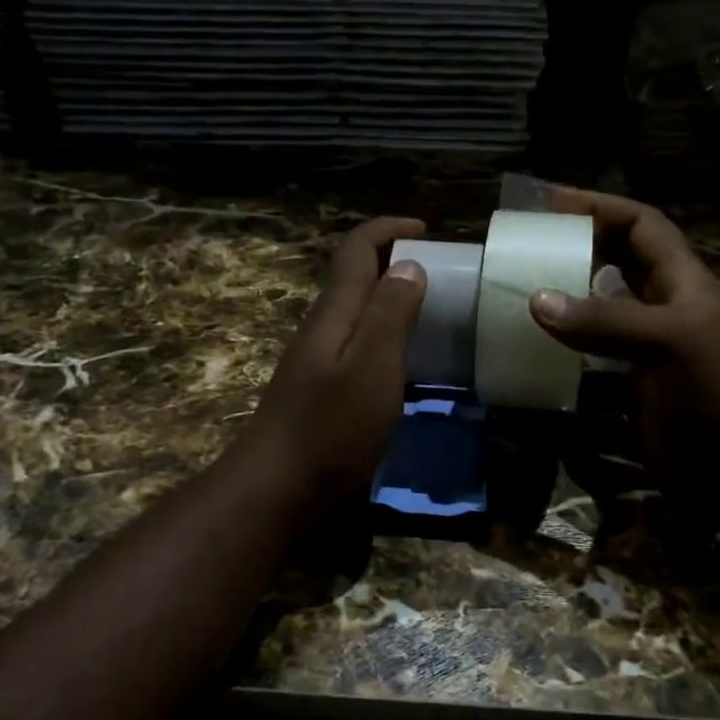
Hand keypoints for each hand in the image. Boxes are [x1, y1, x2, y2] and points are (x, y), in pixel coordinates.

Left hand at [237, 216, 427, 511]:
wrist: (279, 489)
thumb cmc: (331, 427)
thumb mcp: (372, 366)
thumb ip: (390, 313)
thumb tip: (409, 265)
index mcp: (335, 313)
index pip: (355, 250)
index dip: (387, 230)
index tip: (426, 229)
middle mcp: (323, 329)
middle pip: (355, 278)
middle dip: (393, 262)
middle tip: (441, 275)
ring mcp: (319, 362)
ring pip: (357, 314)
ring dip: (391, 301)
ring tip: (434, 315)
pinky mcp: (323, 392)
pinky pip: (359, 347)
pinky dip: (387, 338)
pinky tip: (409, 365)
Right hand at [528, 189, 719, 520]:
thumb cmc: (713, 394)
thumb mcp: (667, 344)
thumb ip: (604, 321)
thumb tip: (536, 300)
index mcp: (682, 282)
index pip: (641, 225)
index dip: (600, 207)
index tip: (551, 203)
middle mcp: (661, 306)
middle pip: (615, 260)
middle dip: (576, 245)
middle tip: (527, 243)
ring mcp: (643, 346)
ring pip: (597, 306)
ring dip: (564, 295)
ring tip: (520, 287)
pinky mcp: (628, 382)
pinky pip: (587, 351)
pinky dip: (562, 344)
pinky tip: (532, 344)